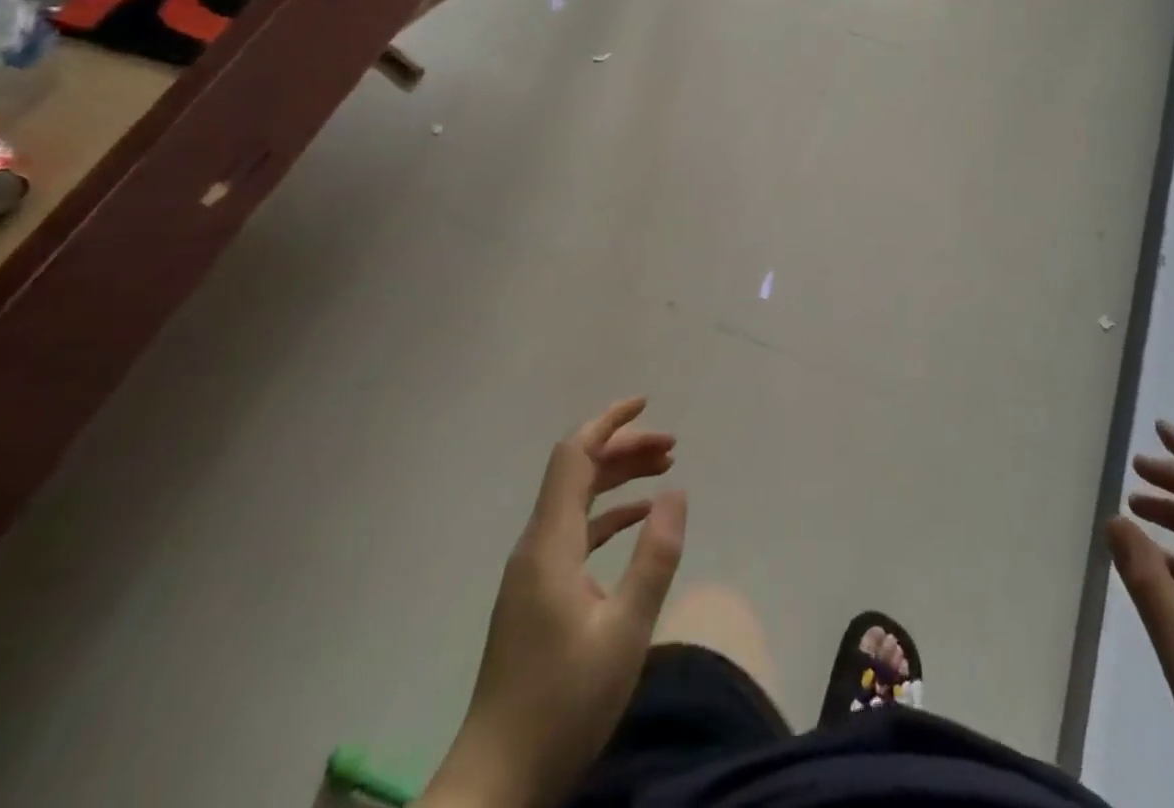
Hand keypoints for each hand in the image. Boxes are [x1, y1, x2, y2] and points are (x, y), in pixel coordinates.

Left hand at [423, 398, 686, 807]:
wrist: (496, 782)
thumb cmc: (563, 705)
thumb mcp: (625, 632)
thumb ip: (654, 558)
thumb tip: (676, 493)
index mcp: (550, 543)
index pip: (574, 455)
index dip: (608, 422)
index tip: (646, 404)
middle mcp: (536, 545)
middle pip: (578, 472)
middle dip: (624, 449)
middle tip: (673, 446)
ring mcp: (533, 570)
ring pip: (578, 500)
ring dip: (619, 478)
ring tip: (665, 470)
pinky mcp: (537, 594)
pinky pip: (575, 532)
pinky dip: (609, 515)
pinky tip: (638, 520)